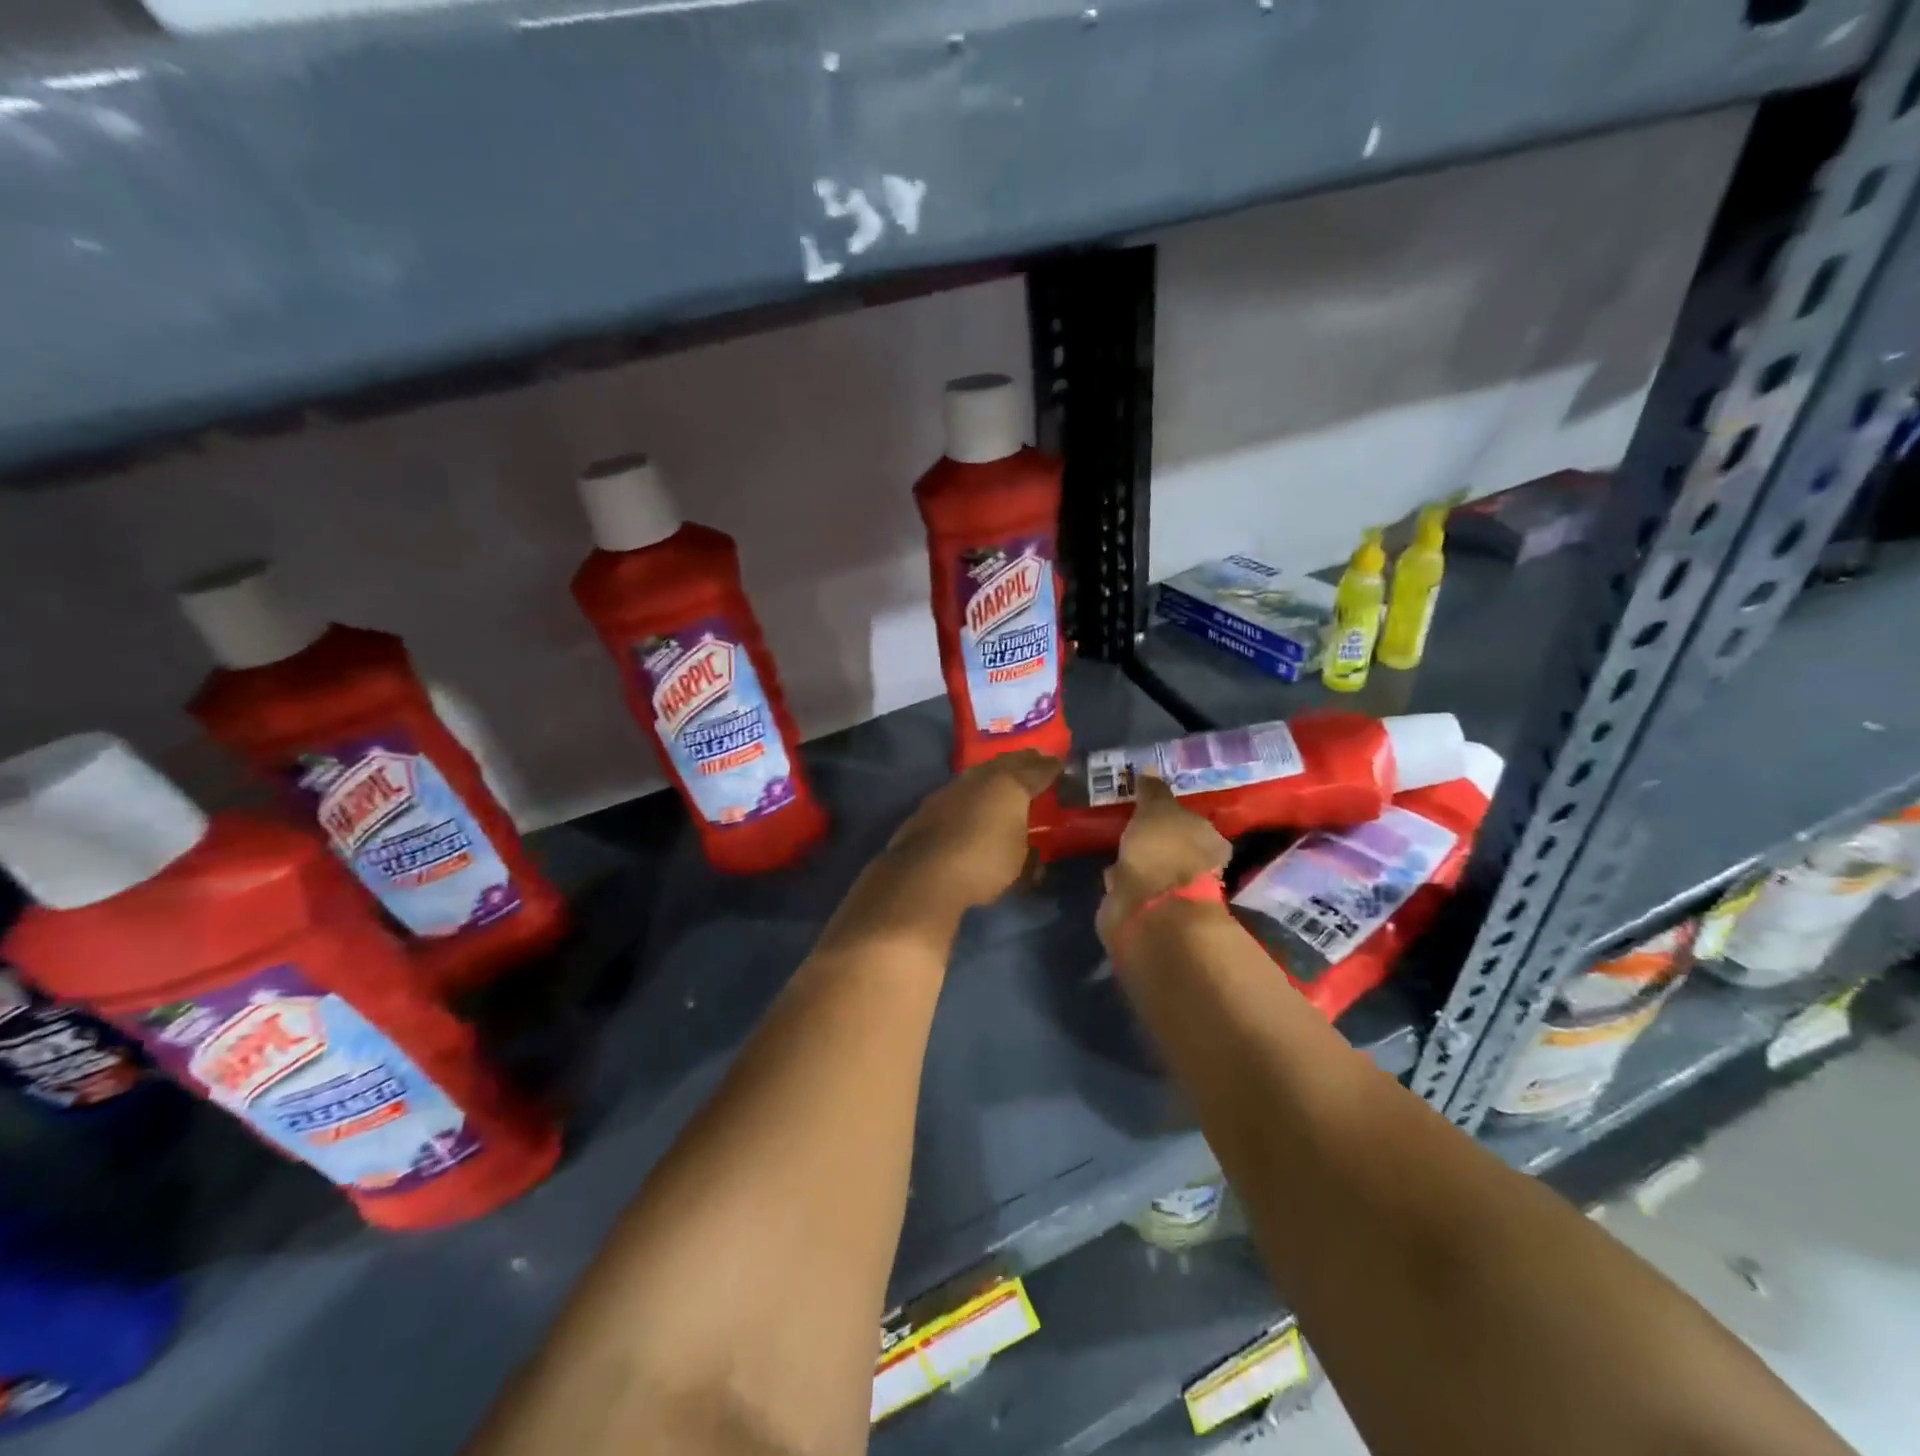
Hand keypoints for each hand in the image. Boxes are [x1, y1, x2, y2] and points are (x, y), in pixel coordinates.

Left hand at [881, 750, 1061, 912]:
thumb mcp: (1019, 863)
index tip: (1060, 765)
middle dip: (1023, 762)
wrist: (924, 873)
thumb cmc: (983, 864)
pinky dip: (971, 793)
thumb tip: (1031, 854)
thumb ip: (1027, 851)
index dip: (1050, 769)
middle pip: (1006, 764)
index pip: (1037, 771)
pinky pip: (959, 791)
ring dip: (993, 774)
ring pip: (979, 774)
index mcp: (1009, 786)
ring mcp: (951, 789)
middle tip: (1036, 760)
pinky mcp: (929, 805)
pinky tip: (971, 802)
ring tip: (1004, 778)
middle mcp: (980, 779)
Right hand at [1095, 774, 1230, 954]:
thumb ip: (1153, 791)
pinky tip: (1111, 871)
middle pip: (1176, 848)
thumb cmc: (1162, 850)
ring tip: (1118, 846)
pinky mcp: (1147, 910)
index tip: (1156, 809)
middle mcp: (1198, 868)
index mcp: (1211, 842)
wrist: (1147, 909)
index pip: (1198, 824)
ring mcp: (1173, 893)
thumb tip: (1149, 770)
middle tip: (1133, 826)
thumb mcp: (1156, 809)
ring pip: (1154, 868)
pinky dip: (1124, 880)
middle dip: (1157, 840)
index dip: (1178, 817)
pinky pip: (1134, 887)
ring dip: (1139, 861)